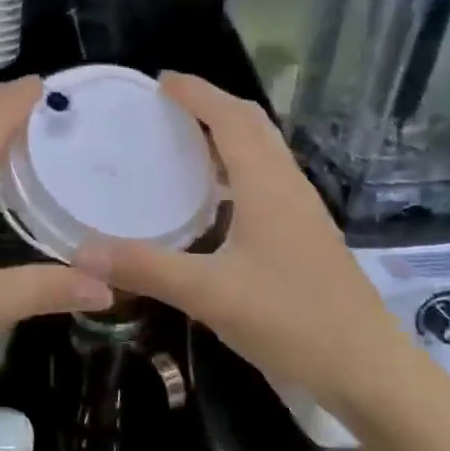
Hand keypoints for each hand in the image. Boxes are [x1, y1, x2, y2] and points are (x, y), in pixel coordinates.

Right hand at [76, 73, 399, 393]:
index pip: (231, 118)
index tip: (161, 80)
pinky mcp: (307, 236)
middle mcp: (288, 186)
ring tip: (186, 141)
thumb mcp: (209, 294)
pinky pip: (269, 180)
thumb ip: (145, 268)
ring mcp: (303, 212)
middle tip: (170, 105)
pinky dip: (239, 168)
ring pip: (265, 152)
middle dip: (213, 104)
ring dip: (229, 134)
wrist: (367, 370)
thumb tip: (82, 252)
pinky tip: (217, 199)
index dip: (198, 93)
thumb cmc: (292, 321)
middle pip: (253, 125)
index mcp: (267, 185)